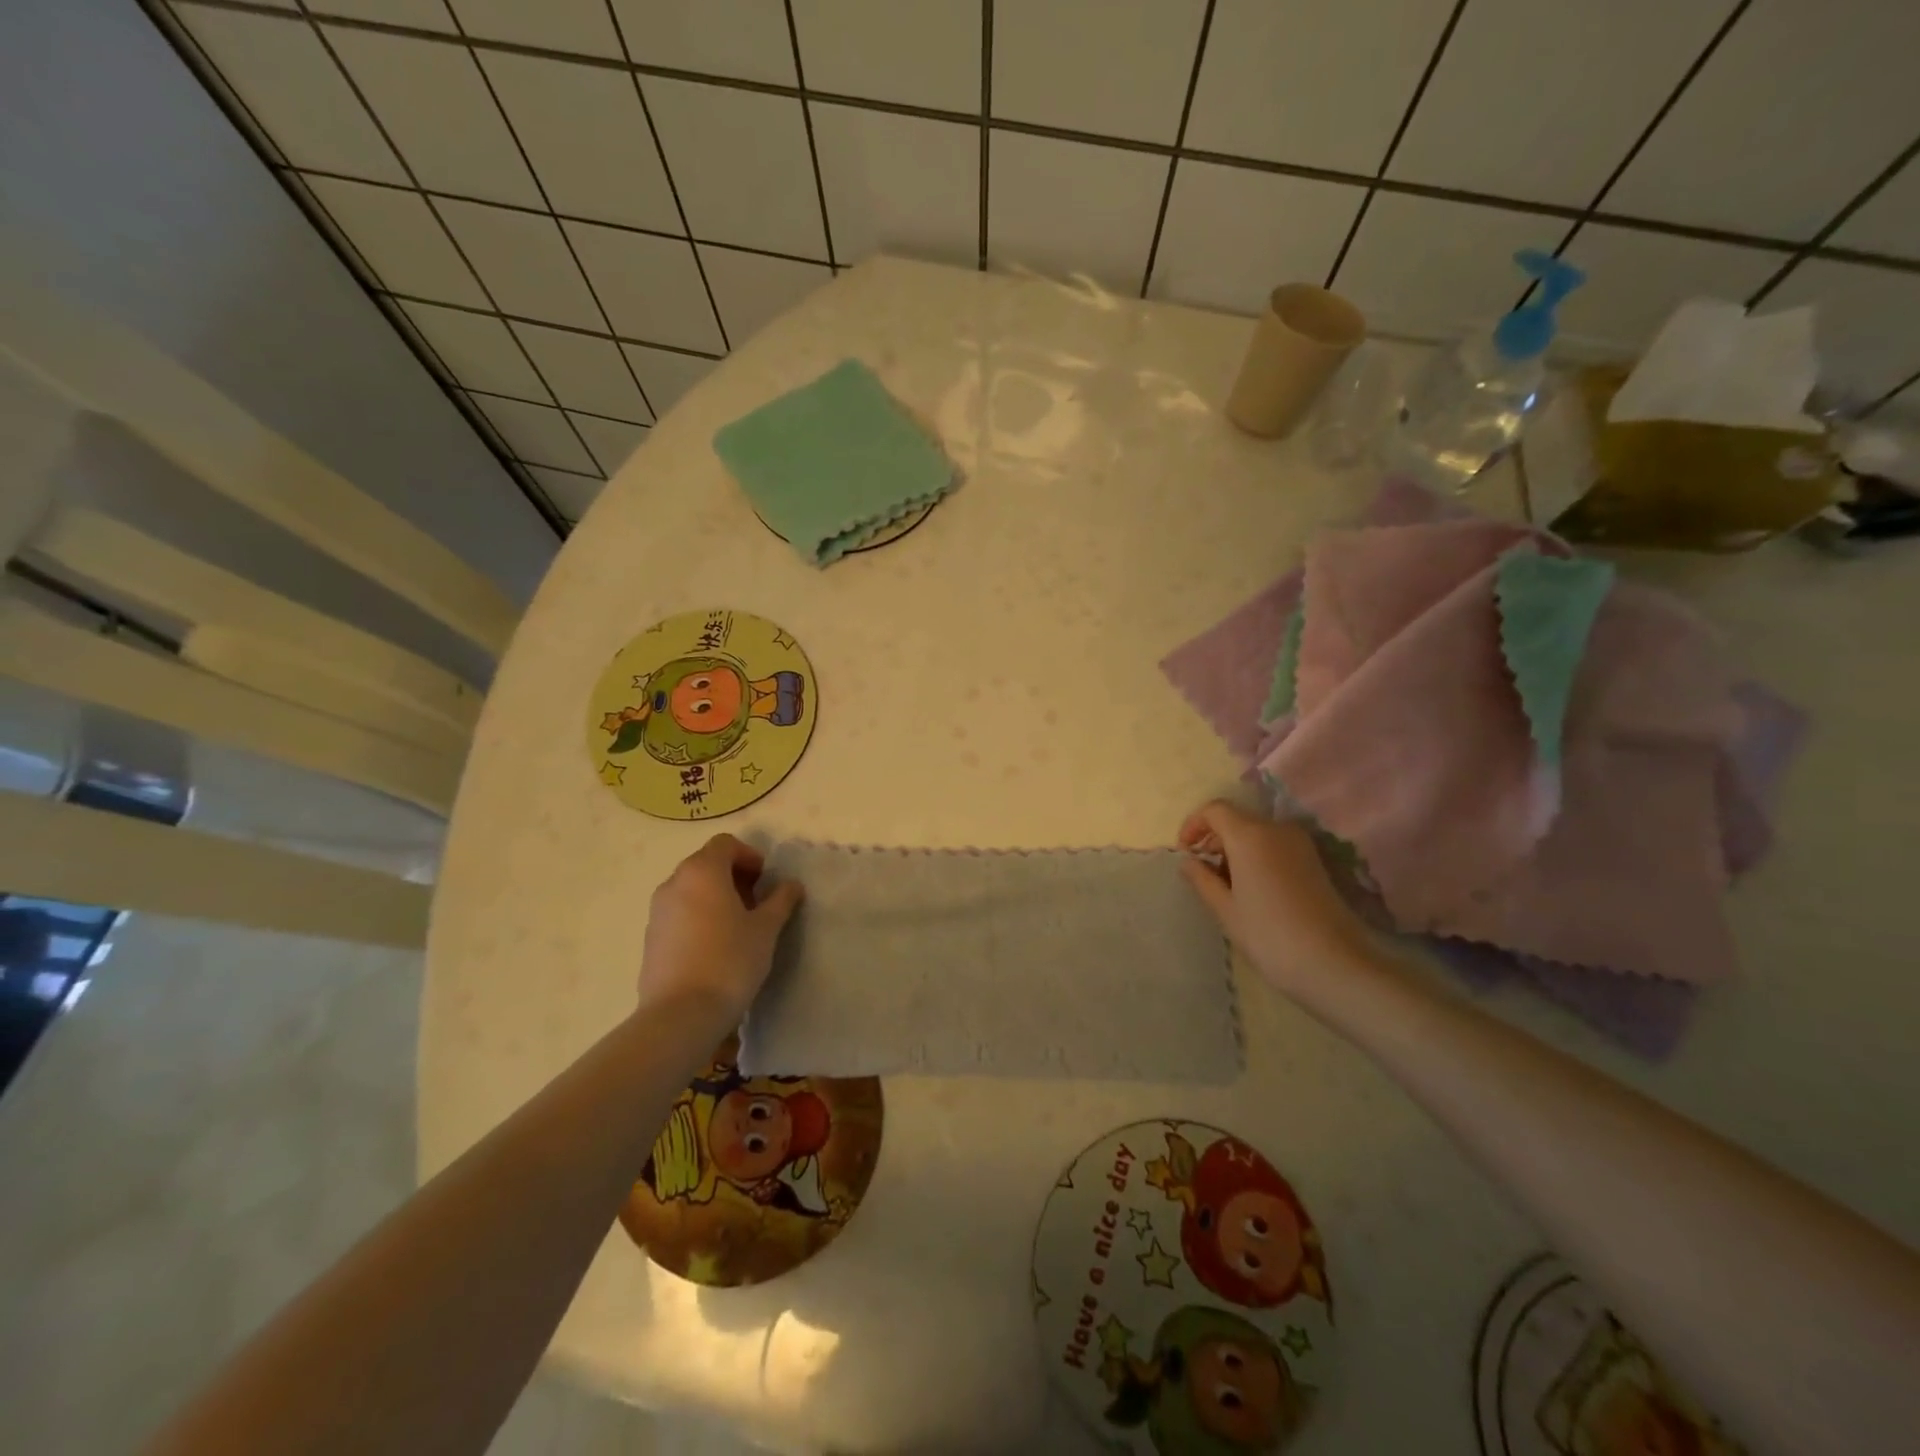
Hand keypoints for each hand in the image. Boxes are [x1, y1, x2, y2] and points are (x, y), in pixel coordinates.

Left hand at [638, 835, 803, 1022]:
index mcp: (702, 871)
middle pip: (706, 864)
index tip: (765, 882)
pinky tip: (714, 947)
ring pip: (690, 890)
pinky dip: (698, 917)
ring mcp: (657, 911)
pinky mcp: (650, 938)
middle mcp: (674, 883)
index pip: (725, 844)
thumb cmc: (730, 960)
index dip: (749, 856)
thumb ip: (780, 900)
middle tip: (756, 904)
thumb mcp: (766, 929)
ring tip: (736, 927)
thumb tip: (791, 885)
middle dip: (733, 877)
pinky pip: (678, 914)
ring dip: (714, 897)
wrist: (681, 1014)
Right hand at [1177, 800, 1371, 998]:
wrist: (1335, 963)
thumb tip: (1187, 862)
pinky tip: (1252, 889)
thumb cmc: (1269, 935)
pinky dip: (1256, 856)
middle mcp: (1276, 829)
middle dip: (1214, 838)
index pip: (1215, 810)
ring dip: (1235, 849)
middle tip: (1201, 872)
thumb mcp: (1225, 910)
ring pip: (1257, 833)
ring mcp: (1300, 844)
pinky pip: (1275, 846)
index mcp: (1250, 835)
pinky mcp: (1314, 861)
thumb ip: (1201, 879)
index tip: (1185, 853)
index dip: (1194, 825)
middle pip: (1237, 819)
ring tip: (1225, 884)